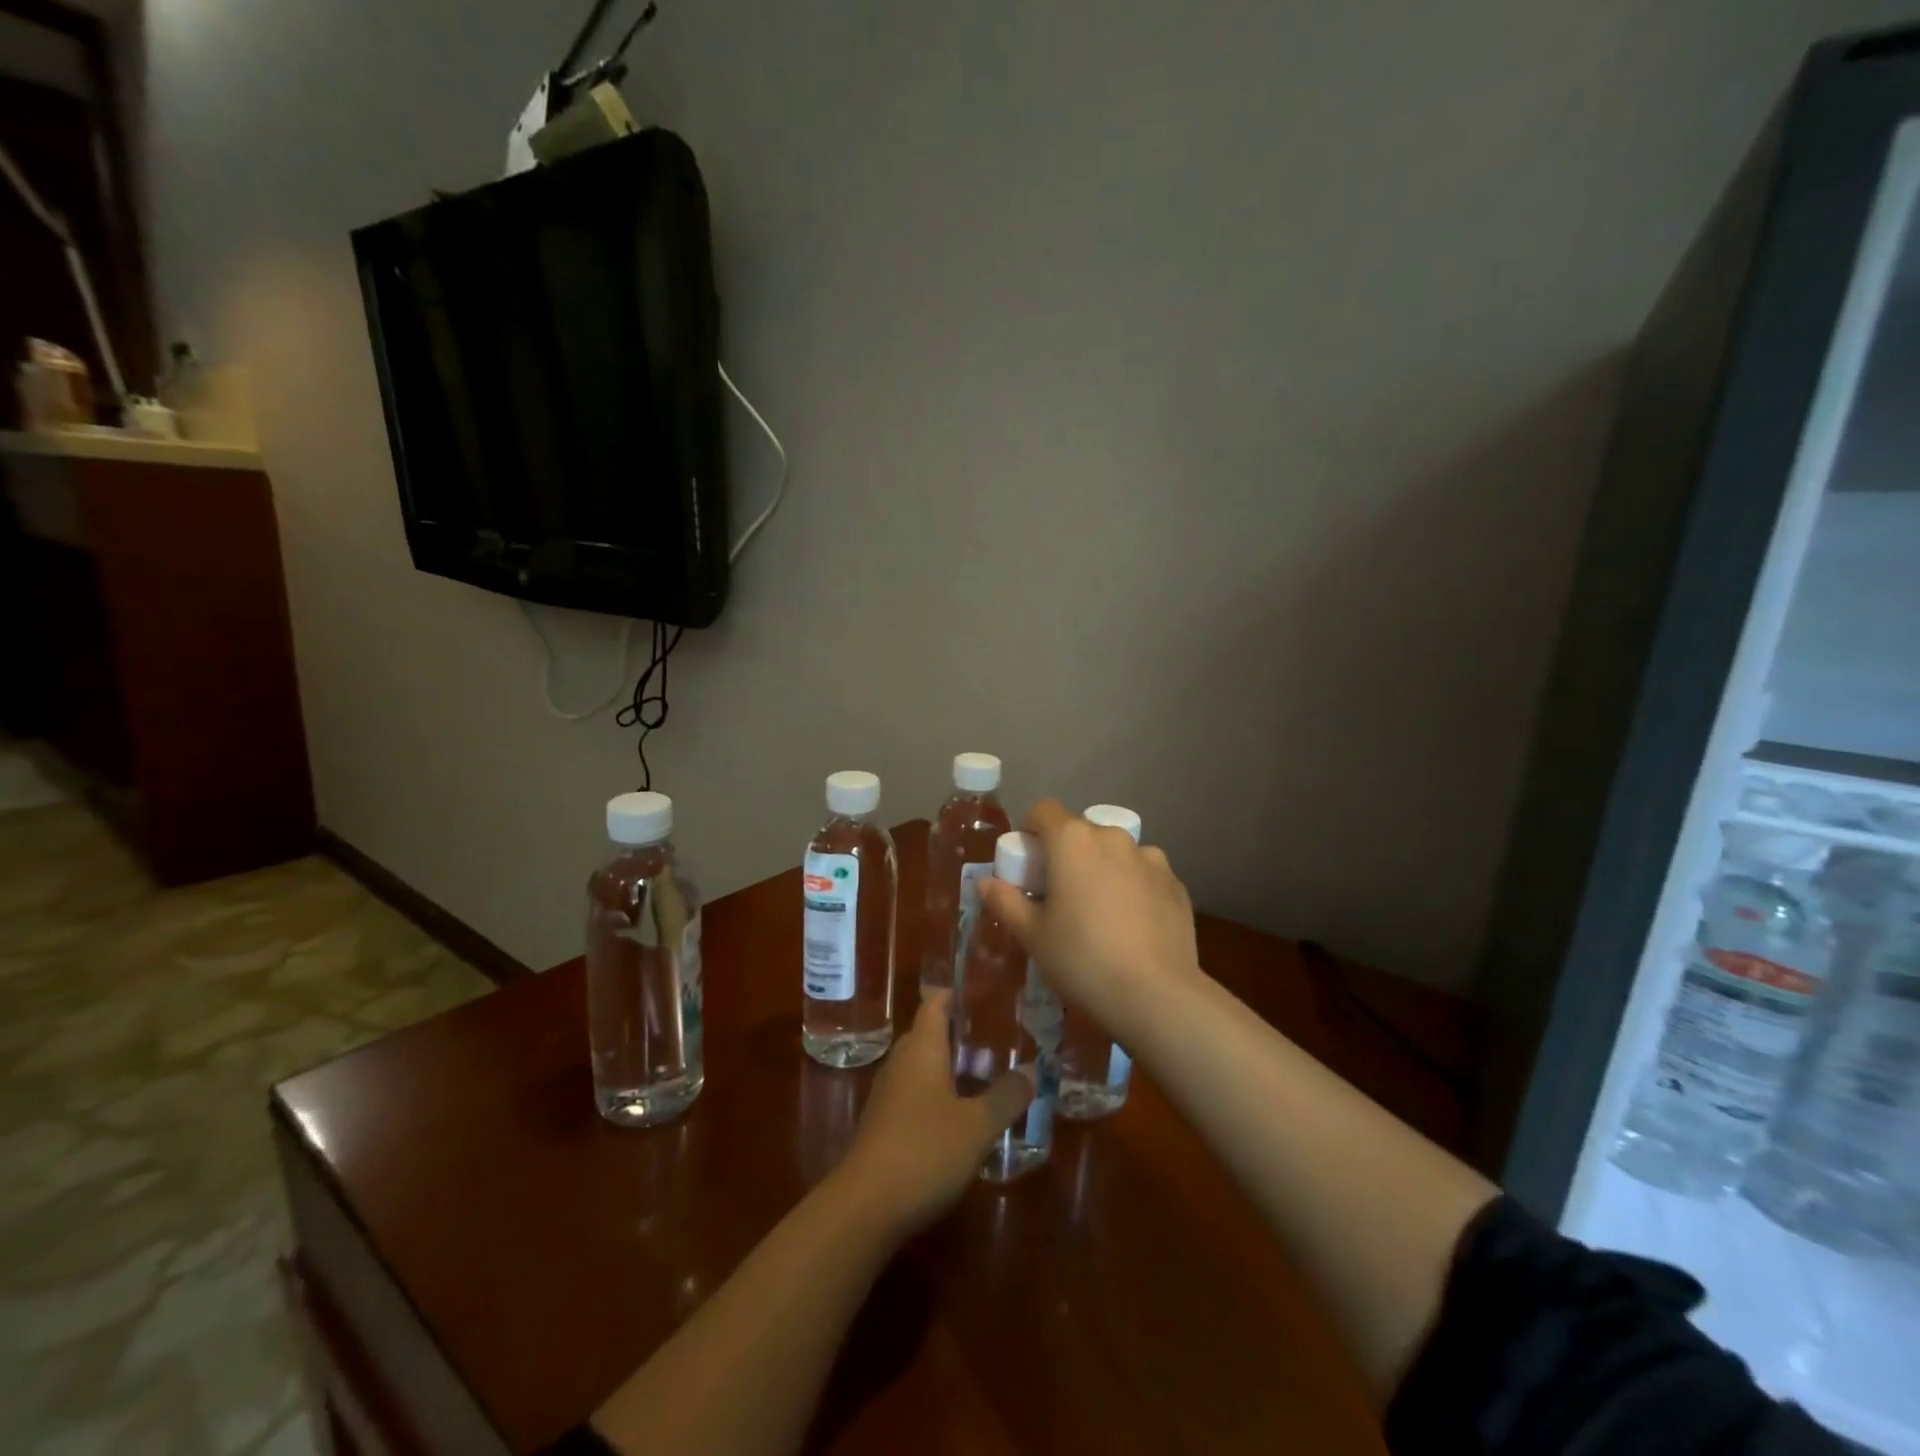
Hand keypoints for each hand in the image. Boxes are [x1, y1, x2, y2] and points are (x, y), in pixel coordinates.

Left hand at [836, 992, 1031, 1236]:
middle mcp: (901, 1063)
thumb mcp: (977, 1126)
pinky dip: (934, 1094)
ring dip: (946, 1065)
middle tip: (993, 1036)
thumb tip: (1033, 1069)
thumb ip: (1007, 1096)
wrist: (865, 1206)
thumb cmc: (925, 1151)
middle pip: (926, 1034)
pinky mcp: (882, 1125)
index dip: (955, 994)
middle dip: (956, 1032)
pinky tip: (957, 1115)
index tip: (982, 992)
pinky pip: (912, 1094)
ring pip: (919, 1066)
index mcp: (922, 1049)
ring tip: (982, 1072)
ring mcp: (887, 1094)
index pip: (935, 1004)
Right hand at [979, 799, 1201, 1030]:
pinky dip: (1134, 888)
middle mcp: (1112, 838)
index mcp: (1072, 841)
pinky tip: (1132, 926)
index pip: (1044, 811)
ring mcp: (1150, 859)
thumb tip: (984, 882)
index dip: (1031, 831)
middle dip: (1067, 853)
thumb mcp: (1032, 935)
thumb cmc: (1082, 959)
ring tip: (1101, 912)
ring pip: (1116, 853)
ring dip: (1103, 868)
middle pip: (1081, 832)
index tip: (1028, 864)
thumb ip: (1005, 901)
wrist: (1156, 995)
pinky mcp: (1175, 884)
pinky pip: (1144, 875)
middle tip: (1060, 894)